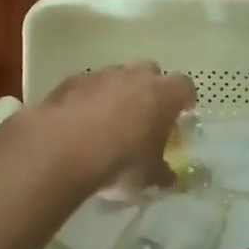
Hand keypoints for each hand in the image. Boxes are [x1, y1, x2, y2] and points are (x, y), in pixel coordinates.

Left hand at [25, 61, 195, 193]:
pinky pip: (86, 86)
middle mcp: (135, 76)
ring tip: (108, 121)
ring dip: (116, 92)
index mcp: (163, 95)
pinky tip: (80, 122)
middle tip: (145, 114)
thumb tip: (169, 177)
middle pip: (149, 71)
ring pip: (116, 76)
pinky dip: (88, 99)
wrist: (63, 149)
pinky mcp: (70, 82)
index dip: (183, 99)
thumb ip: (162, 173)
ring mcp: (101, 75)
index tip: (181, 112)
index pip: (184, 86)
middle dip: (149, 88)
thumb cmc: (121, 161)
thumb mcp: (148, 177)